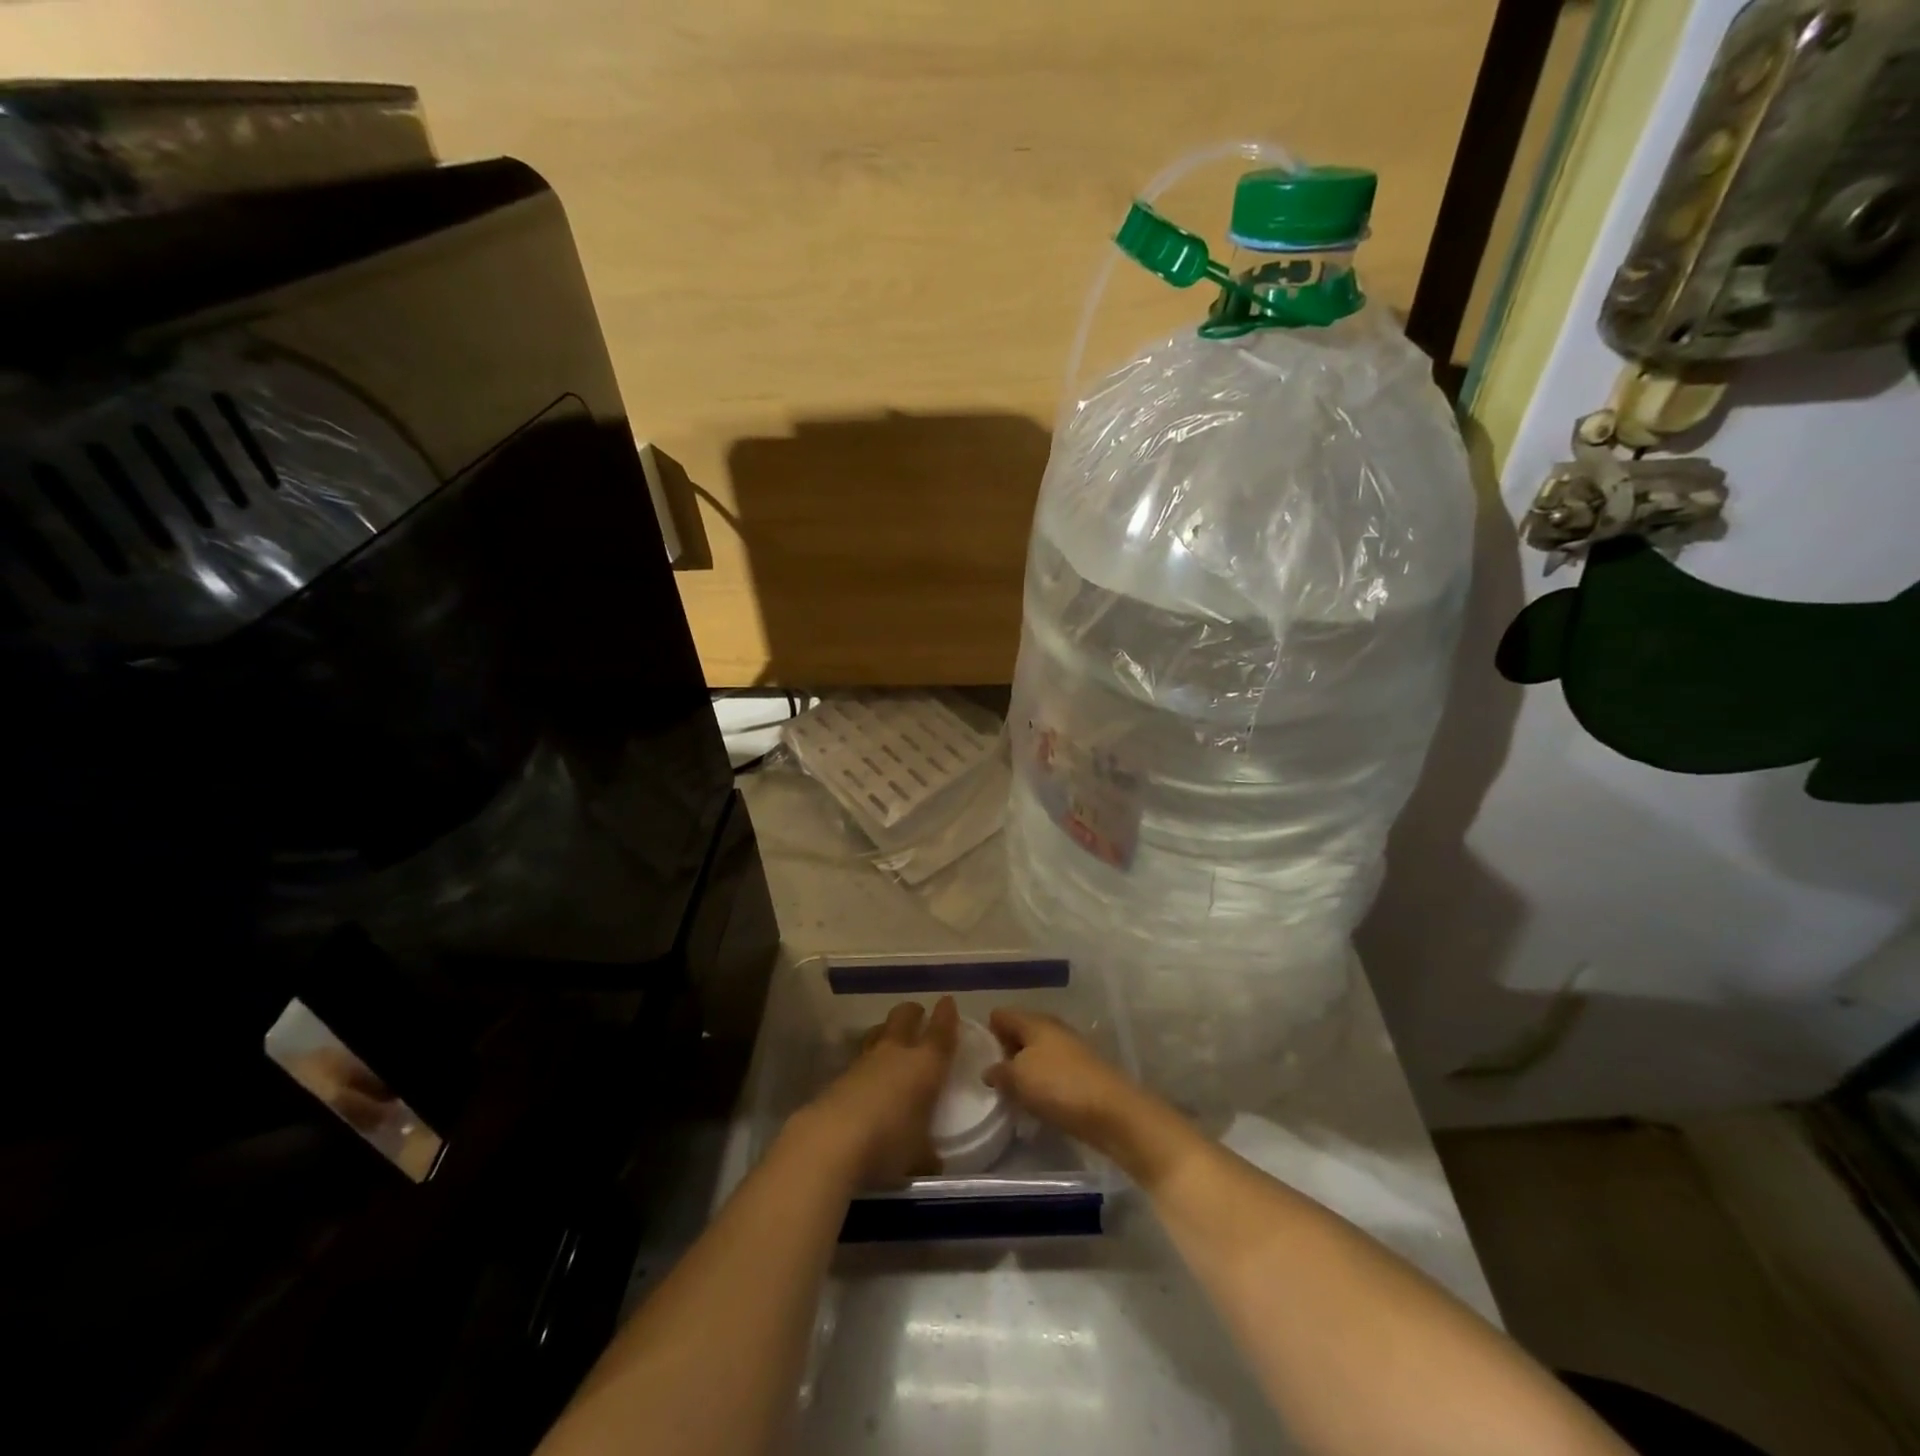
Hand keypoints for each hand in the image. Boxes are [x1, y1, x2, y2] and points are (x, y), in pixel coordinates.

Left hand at [799, 997, 959, 1186]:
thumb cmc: (888, 1143)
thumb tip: (933, 1160)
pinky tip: (867, 1078)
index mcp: (925, 1065)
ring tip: (890, 1040)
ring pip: (878, 1033)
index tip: (948, 1002)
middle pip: (904, 1017)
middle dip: (912, 1013)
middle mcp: (896, 1053)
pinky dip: (867, 1062)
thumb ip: (928, 1153)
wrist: (832, 1141)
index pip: (941, 1031)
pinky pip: (859, 1058)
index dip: (946, 1015)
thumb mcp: (918, 1156)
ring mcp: (864, 1061)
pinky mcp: (840, 1076)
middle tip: (918, 1015)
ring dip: (886, 1032)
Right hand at [984, 1007, 1144, 1151]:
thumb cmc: (1059, 1086)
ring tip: (1010, 1094)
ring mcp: (1069, 1050)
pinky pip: (1051, 1072)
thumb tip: (990, 1070)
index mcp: (1034, 1021)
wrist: (1113, 1112)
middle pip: (1019, 1033)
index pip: (1001, 1015)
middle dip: (1004, 1052)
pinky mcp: (1081, 1073)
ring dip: (1023, 1070)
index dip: (986, 1031)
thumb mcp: (1018, 1078)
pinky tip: (1035, 1103)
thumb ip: (999, 1071)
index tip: (975, 1056)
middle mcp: (1052, 1028)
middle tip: (990, 1078)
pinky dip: (1040, 1084)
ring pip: (1035, 1054)